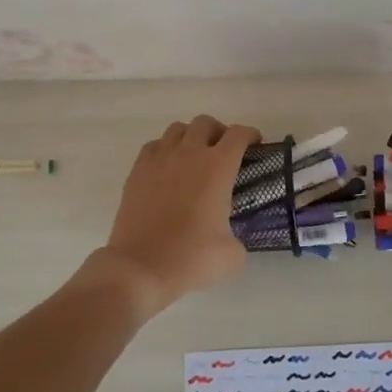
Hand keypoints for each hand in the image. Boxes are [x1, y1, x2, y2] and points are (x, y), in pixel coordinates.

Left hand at [92, 116, 260, 313]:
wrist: (140, 268)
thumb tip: (230, 238)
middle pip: (206, 123)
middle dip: (219, 132)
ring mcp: (159, 160)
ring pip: (177, 129)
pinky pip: (154, 146)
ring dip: (191, 137)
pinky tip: (168, 169)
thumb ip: (238, 237)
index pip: (238, 135)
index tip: (254, 144)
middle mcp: (189, 154)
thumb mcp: (232, 255)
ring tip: (194, 158)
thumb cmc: (191, 258)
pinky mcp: (137, 171)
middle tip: (223, 152)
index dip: (250, 135)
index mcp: (217, 167)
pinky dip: (165, 150)